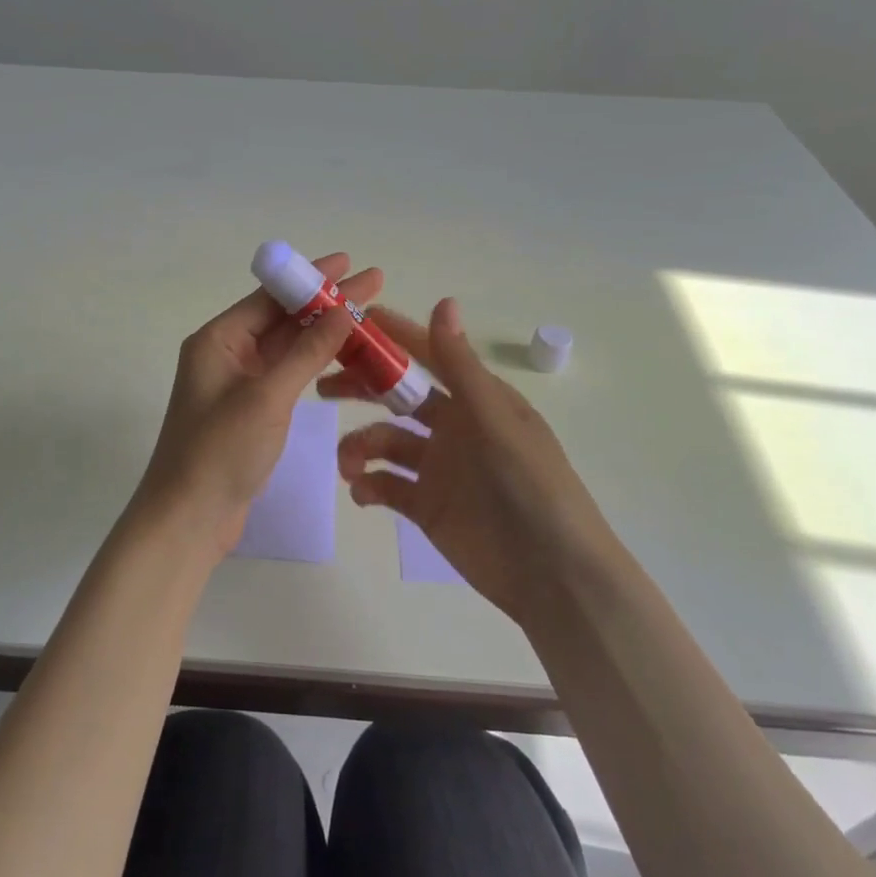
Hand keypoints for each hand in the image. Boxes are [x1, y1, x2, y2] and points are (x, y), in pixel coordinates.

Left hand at [135, 253, 382, 556]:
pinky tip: (345, 357)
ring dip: (325, 333)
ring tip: (368, 317)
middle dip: (326, 303)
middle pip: (282, 318)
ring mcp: (239, 383)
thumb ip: (307, 352)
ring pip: (288, 347)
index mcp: (218, 340)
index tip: (349, 262)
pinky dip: (315, 364)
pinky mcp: (251, 409)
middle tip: (373, 284)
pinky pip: (288, 374)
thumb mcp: (267, 396)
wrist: (189, 518)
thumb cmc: (220, 451)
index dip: (311, 278)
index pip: (270, 297)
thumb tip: (343, 309)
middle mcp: (226, 354)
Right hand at [318, 298, 613, 628]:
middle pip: (397, 396)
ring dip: (360, 446)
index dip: (393, 337)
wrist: (551, 576)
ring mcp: (438, 468)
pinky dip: (368, 485)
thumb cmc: (530, 487)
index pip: (429, 356)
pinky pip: (386, 486)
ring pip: (385, 443)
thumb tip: (443, 300)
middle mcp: (454, 427)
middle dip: (362, 388)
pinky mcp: (426, 505)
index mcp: (476, 399)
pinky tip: (362, 492)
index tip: (352, 322)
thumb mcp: (495, 421)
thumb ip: (460, 366)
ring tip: (349, 465)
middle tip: (324, 388)